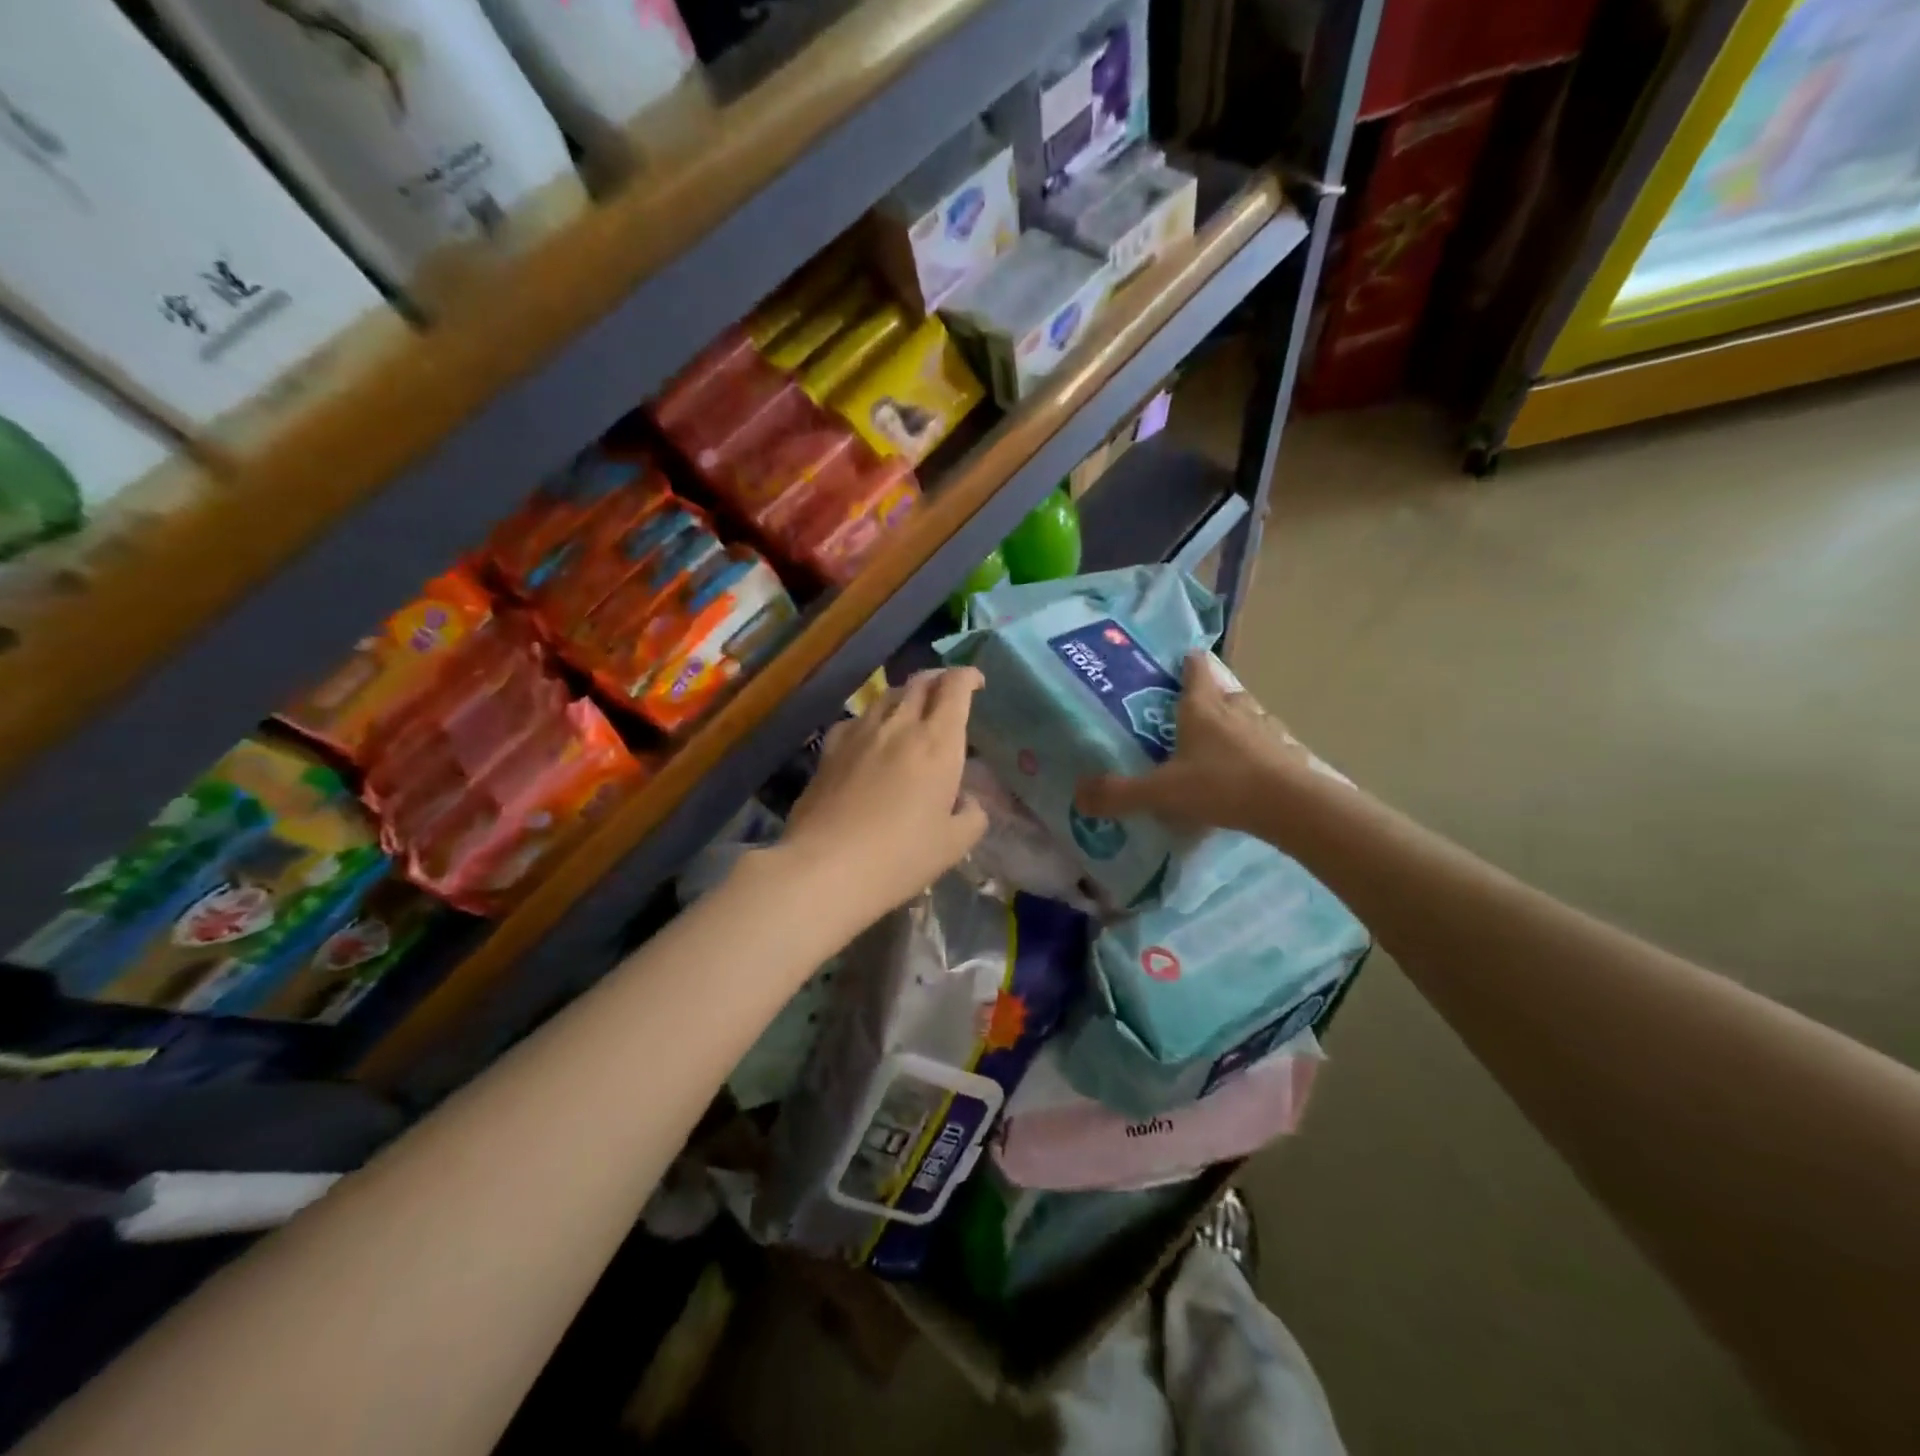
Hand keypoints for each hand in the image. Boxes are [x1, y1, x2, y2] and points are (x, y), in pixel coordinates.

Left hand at [778, 668, 988, 926]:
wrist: (826, 867)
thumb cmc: (901, 856)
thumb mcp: (954, 844)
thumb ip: (972, 815)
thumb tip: (967, 801)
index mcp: (938, 743)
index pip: (955, 688)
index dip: (968, 676)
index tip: (976, 682)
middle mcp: (899, 726)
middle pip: (920, 682)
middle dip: (938, 678)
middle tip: (947, 690)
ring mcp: (860, 734)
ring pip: (886, 695)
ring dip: (905, 694)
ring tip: (912, 709)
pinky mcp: (830, 749)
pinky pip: (856, 719)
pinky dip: (871, 718)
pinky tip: (870, 736)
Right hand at [1075, 652, 1310, 834]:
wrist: (1289, 805)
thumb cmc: (1219, 786)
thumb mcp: (1161, 792)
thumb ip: (1119, 794)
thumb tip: (1078, 797)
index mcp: (1201, 708)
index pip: (1194, 670)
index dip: (1187, 662)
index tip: (1182, 658)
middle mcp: (1235, 710)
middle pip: (1223, 692)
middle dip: (1210, 696)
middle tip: (1193, 712)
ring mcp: (1265, 729)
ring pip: (1249, 715)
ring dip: (1237, 721)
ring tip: (1223, 740)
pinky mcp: (1288, 752)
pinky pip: (1269, 744)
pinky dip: (1259, 750)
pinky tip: (1253, 768)